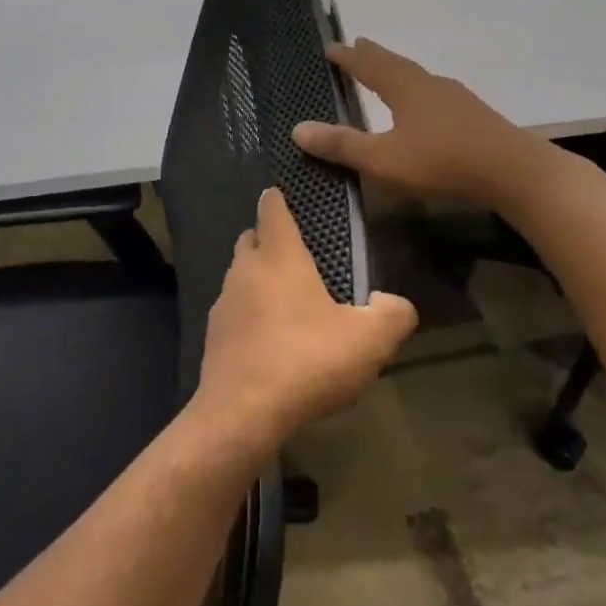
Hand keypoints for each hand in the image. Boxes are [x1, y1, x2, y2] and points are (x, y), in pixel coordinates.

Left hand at [196, 187, 417, 448]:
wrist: (242, 412)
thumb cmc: (307, 361)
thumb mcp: (370, 339)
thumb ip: (392, 313)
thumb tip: (392, 303)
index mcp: (279, 257)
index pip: (272, 210)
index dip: (278, 198)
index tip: (283, 193)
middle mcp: (244, 271)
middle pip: (251, 239)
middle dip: (269, 239)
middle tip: (298, 255)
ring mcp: (222, 304)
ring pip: (240, 276)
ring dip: (259, 280)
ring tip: (289, 302)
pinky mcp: (213, 336)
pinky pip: (234, 312)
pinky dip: (250, 315)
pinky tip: (272, 341)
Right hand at [294, 39, 527, 203]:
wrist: (513, 172)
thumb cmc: (442, 161)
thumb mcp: (383, 159)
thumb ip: (342, 145)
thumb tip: (298, 128)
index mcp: (406, 88)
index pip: (370, 65)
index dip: (348, 57)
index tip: (330, 47)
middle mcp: (431, 85)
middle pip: (396, 65)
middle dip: (373, 57)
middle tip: (357, 47)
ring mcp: (456, 100)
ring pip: (418, 79)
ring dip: (397, 74)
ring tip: (386, 75)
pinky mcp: (473, 118)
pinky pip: (435, 96)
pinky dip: (417, 93)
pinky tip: (423, 108)